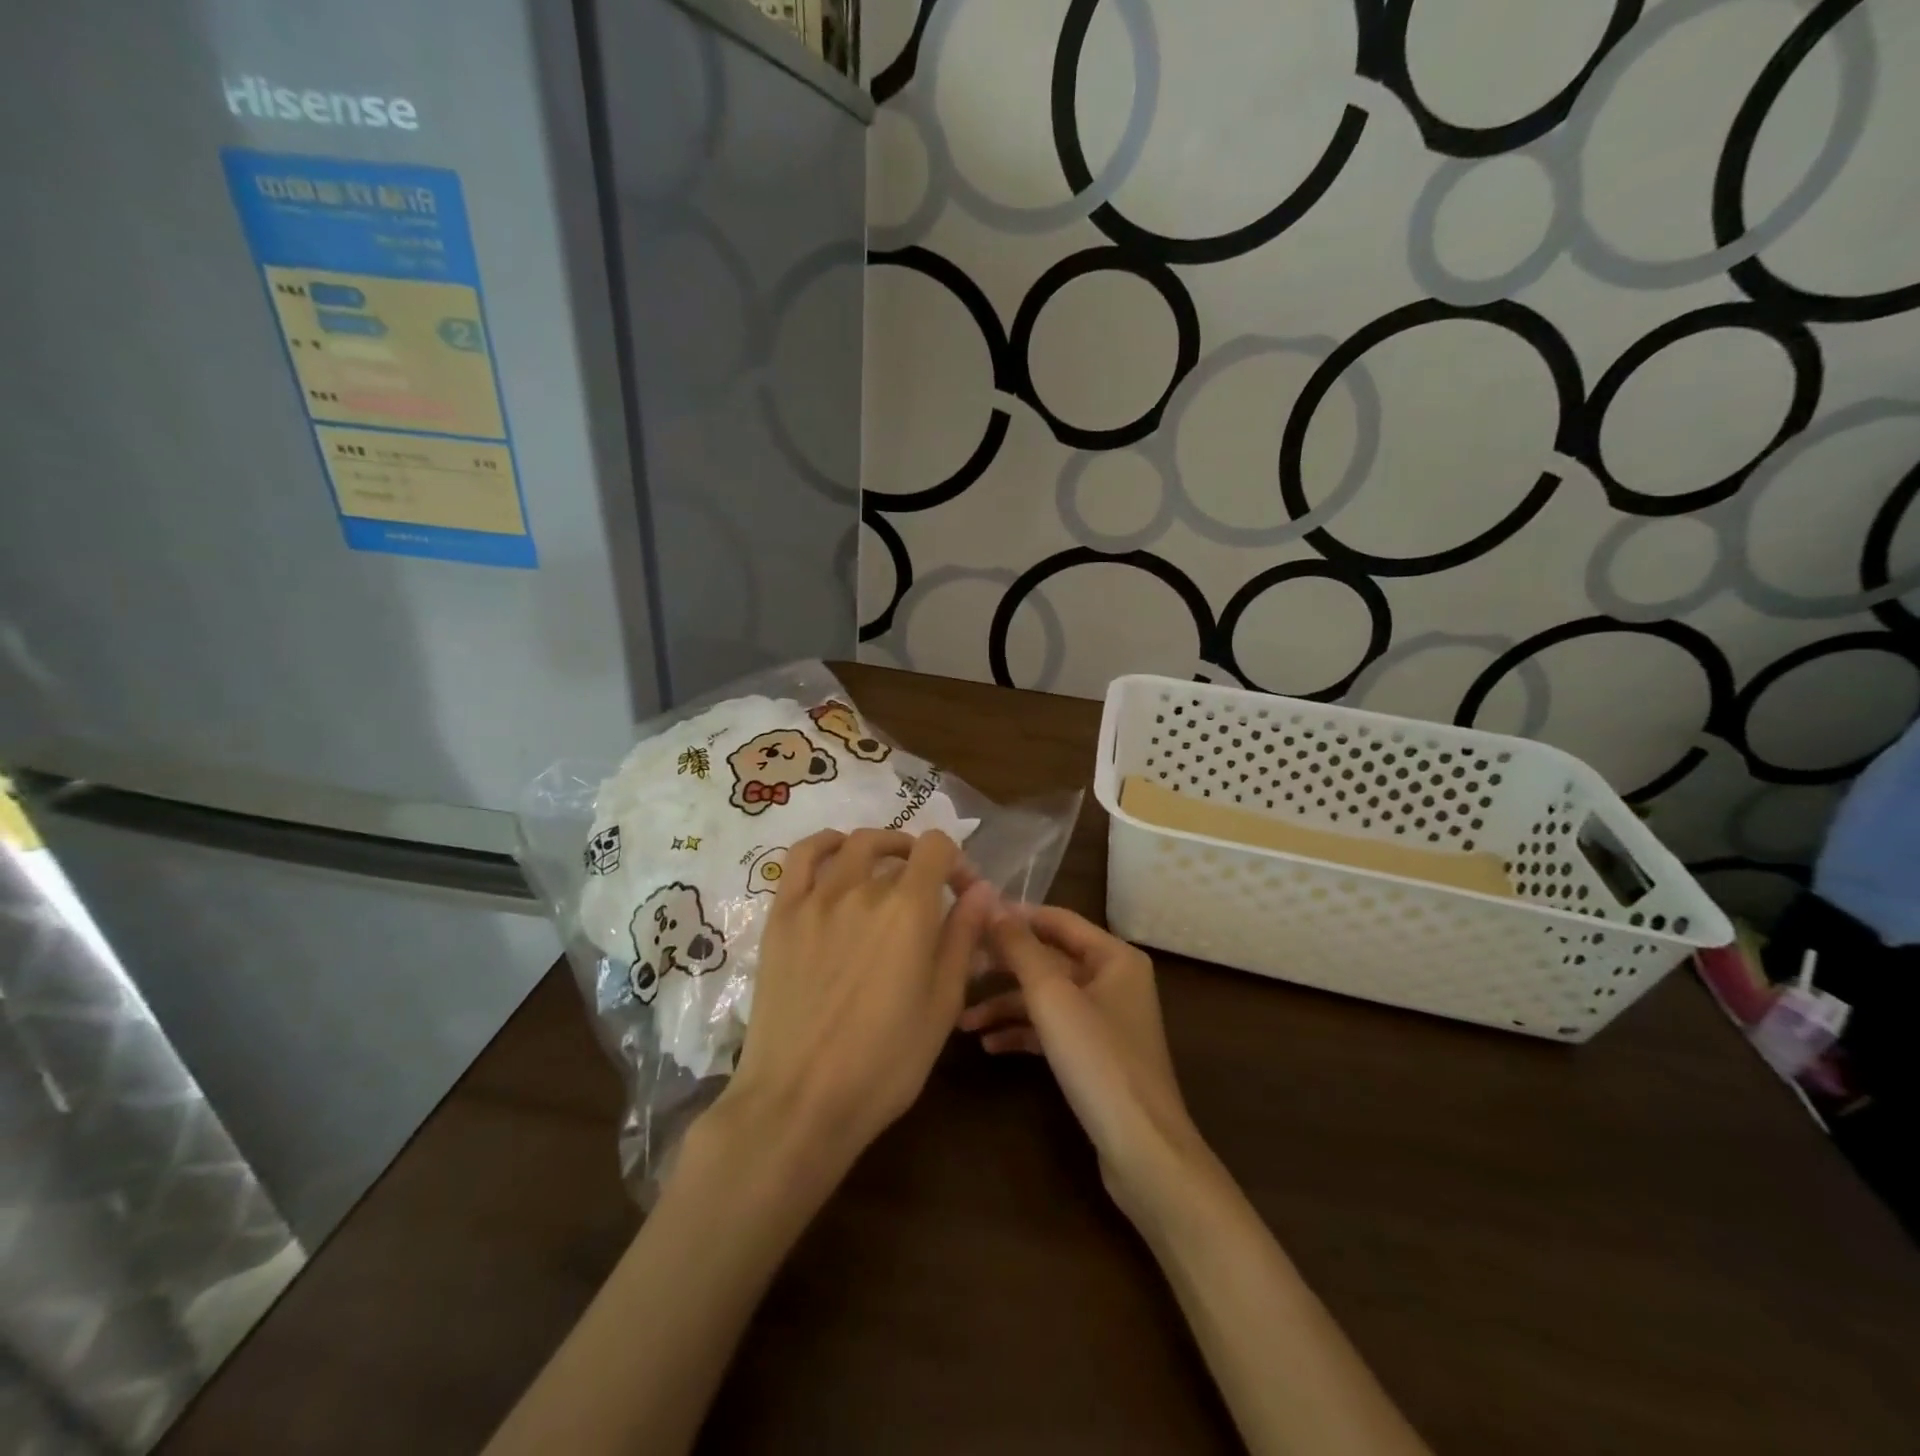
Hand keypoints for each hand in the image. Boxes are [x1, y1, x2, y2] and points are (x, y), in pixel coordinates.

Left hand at [711, 828, 996, 1176]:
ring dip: (880, 847)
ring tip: (887, 869)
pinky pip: (802, 857)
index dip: (957, 861)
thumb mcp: (942, 1005)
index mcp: (909, 910)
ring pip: (853, 845)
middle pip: (898, 849)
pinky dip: (825, 844)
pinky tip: (837, 855)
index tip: (962, 892)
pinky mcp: (782, 914)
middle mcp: (862, 889)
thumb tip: (982, 890)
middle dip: (922, 862)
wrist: (800, 1100)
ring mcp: (816, 898)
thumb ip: (962, 938)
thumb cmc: (885, 1063)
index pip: (937, 848)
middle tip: (928, 892)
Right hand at [959, 907, 1203, 1221]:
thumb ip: (1021, 948)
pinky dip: (1022, 1032)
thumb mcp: (1052, 997)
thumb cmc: (1098, 1060)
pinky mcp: (1095, 1053)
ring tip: (962, 1020)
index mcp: (1114, 956)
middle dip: (1004, 966)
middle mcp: (1113, 980)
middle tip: (959, 967)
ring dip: (1006, 1005)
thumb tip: (992, 905)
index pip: (1057, 920)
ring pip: (1046, 997)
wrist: (1142, 1149)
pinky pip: (1052, 1029)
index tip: (971, 916)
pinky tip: (988, 1045)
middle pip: (1048, 959)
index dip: (1015, 916)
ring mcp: (1105, 1019)